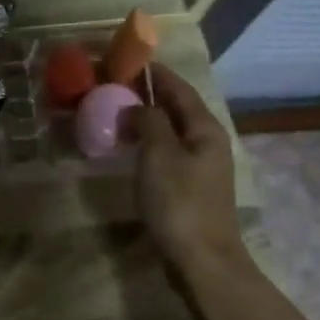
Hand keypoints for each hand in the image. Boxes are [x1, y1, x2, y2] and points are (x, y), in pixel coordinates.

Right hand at [125, 64, 246, 271]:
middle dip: (147, 94)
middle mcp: (207, 142)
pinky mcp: (189, 188)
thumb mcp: (159, 154)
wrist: (201, 260)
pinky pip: (165, 153)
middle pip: (176, 108)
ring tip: (113, 112)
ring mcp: (200, 167)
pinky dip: (146, 143)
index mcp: (205, 128)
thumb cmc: (180, 203)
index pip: (178, 88)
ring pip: (170, 131)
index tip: (126, 59)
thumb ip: (148, 121)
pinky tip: (127, 148)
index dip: (154, 72)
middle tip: (112, 86)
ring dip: (145, 119)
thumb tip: (137, 106)